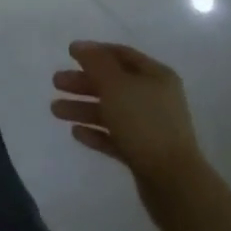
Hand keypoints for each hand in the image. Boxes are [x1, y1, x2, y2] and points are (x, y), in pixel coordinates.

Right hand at [52, 41, 202, 184]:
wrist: (174, 184)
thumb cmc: (144, 124)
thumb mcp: (116, 85)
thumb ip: (95, 62)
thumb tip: (80, 45)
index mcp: (156, 76)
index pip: (121, 54)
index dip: (95, 52)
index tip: (69, 55)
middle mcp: (155, 98)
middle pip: (113, 83)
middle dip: (83, 82)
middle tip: (56, 83)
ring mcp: (150, 127)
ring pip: (111, 111)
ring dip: (83, 108)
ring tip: (56, 111)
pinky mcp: (144, 154)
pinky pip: (115, 137)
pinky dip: (96, 132)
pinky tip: (76, 133)